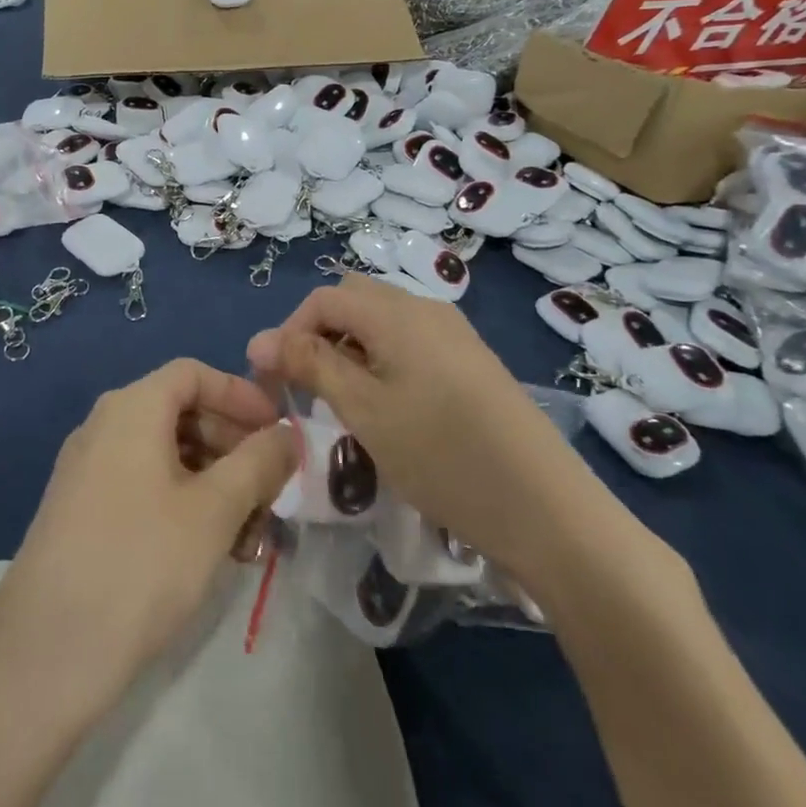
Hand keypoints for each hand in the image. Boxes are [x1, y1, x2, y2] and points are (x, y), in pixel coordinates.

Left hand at [0, 360, 296, 717]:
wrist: (43, 659)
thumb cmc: (140, 565)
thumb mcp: (214, 511)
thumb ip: (259, 462)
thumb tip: (288, 433)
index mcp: (131, 408)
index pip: (194, 373)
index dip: (241, 394)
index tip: (278, 431)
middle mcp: (103, 426)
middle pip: (180, 412)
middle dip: (233, 444)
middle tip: (271, 488)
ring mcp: (87, 470)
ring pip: (164, 454)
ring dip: (213, 480)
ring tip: (249, 530)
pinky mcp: (80, 512)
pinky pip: (142, 485)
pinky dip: (182, 502)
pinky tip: (208, 549)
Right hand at [246, 276, 566, 568]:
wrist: (546, 507)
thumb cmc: (441, 455)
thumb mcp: (364, 410)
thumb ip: (310, 365)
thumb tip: (260, 339)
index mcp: (396, 311)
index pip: (322, 299)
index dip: (288, 332)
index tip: (271, 380)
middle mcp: (425, 307)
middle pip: (353, 302)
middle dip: (319, 336)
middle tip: (307, 389)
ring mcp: (454, 333)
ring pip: (382, 323)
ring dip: (350, 350)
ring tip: (343, 403)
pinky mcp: (471, 360)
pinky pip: (411, 342)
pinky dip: (383, 361)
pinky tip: (388, 408)